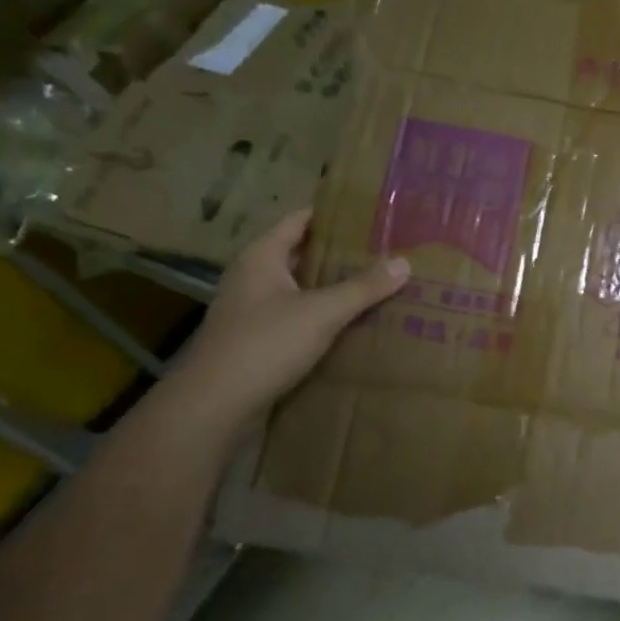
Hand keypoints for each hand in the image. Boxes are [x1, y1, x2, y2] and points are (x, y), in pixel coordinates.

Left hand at [172, 208, 407, 424]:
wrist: (214, 406)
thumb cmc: (265, 344)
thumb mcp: (322, 312)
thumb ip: (363, 287)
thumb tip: (404, 262)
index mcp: (262, 257)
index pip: (300, 220)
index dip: (333, 215)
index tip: (371, 215)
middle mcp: (253, 277)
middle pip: (302, 254)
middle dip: (341, 254)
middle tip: (385, 252)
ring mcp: (252, 311)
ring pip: (301, 289)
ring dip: (334, 288)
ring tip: (378, 285)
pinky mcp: (257, 341)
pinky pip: (297, 318)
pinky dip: (323, 316)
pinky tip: (353, 324)